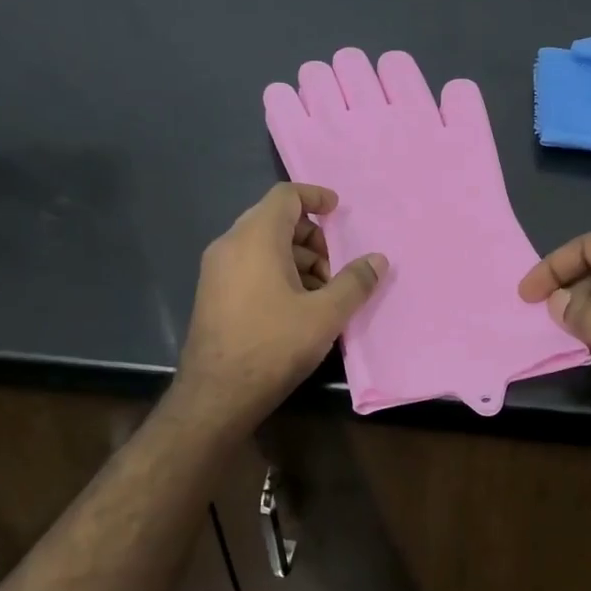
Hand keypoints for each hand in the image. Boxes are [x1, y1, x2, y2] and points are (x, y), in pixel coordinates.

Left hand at [172, 183, 387, 431]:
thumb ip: (354, 282)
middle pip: (275, 219)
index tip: (339, 211)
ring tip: (321, 294)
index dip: (316, 196)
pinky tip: (296, 307)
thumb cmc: (273, 346)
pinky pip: (249, 265)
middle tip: (334, 269)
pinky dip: (277, 272)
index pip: (286, 196)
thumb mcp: (325, 315)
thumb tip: (378, 260)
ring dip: (297, 259)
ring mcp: (216, 270)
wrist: (216, 395)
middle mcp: (230, 244)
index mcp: (255, 238)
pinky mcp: (213, 293)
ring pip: (263, 245)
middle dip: (312, 237)